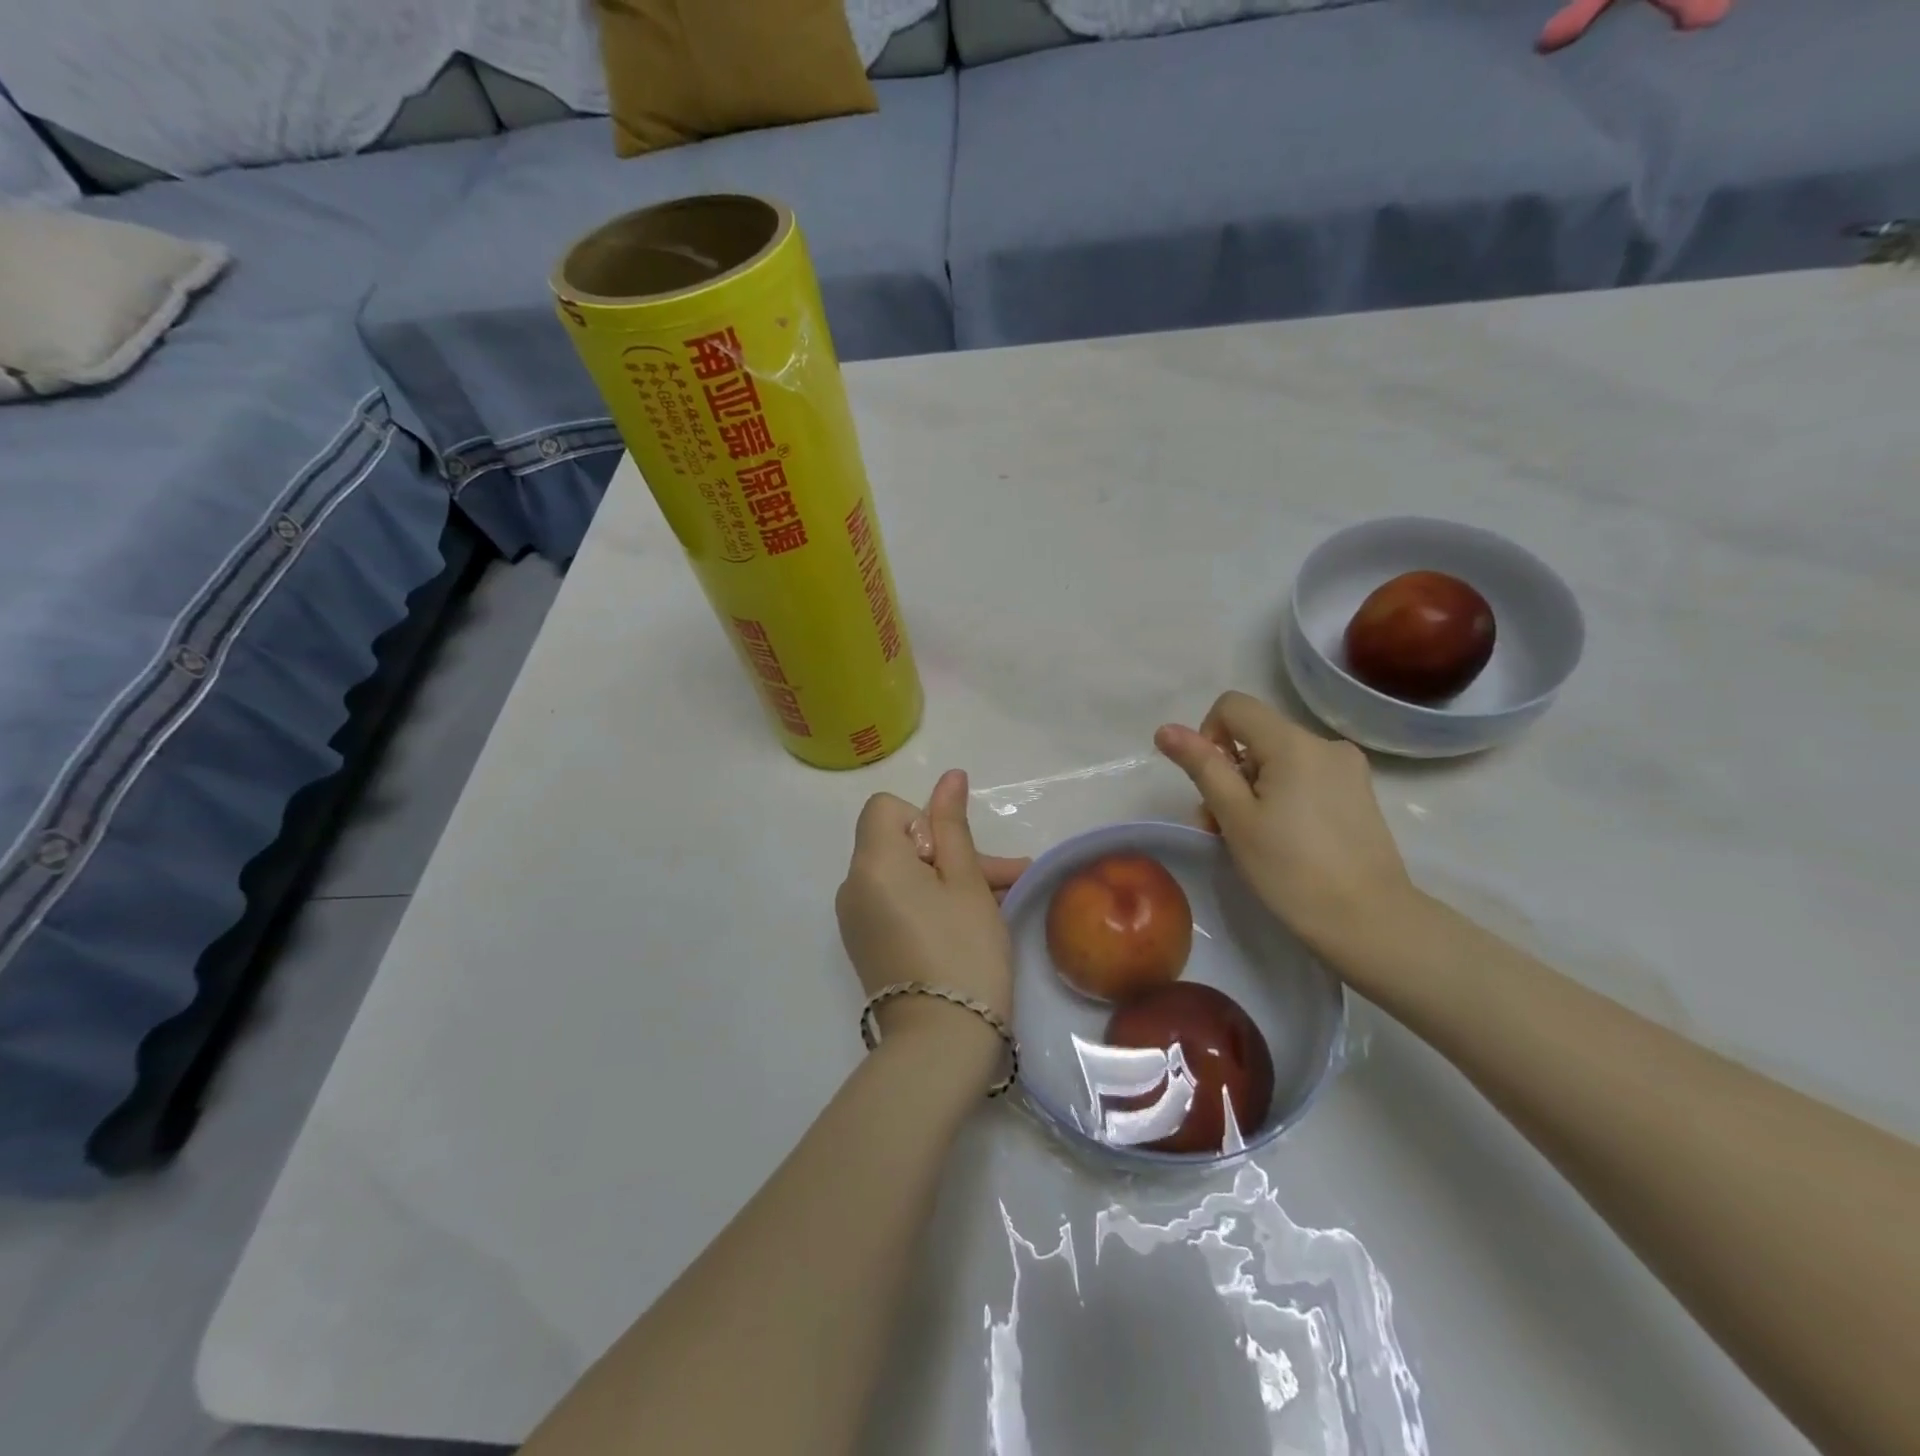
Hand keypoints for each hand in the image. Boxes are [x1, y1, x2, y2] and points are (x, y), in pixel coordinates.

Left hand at [836, 771, 1028, 1048]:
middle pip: (898, 844)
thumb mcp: (966, 883)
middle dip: (950, 853)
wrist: (939, 1044)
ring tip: (1000, 902)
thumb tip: (949, 777)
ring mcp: (855, 920)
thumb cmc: (963, 952)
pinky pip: (895, 905)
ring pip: (902, 876)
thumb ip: (953, 826)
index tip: (954, 856)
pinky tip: (970, 923)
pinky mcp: (865, 946)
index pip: (885, 808)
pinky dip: (927, 904)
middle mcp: (852, 886)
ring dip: (947, 880)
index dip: (924, 820)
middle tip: (1006, 878)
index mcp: (871, 862)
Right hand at [1154, 691, 1414, 957]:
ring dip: (1253, 789)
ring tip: (1251, 840)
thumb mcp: (1235, 817)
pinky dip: (1282, 797)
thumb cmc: (1291, 869)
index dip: (1208, 735)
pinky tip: (1284, 840)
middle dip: (1229, 773)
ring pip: (1279, 760)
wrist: (1369, 922)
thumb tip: (1166, 729)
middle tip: (1222, 826)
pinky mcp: (1358, 794)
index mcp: (1292, 743)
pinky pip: (1305, 777)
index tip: (1211, 784)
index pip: (1233, 706)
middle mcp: (1324, 744)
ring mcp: (1347, 769)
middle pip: (1256, 736)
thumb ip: (1202, 766)